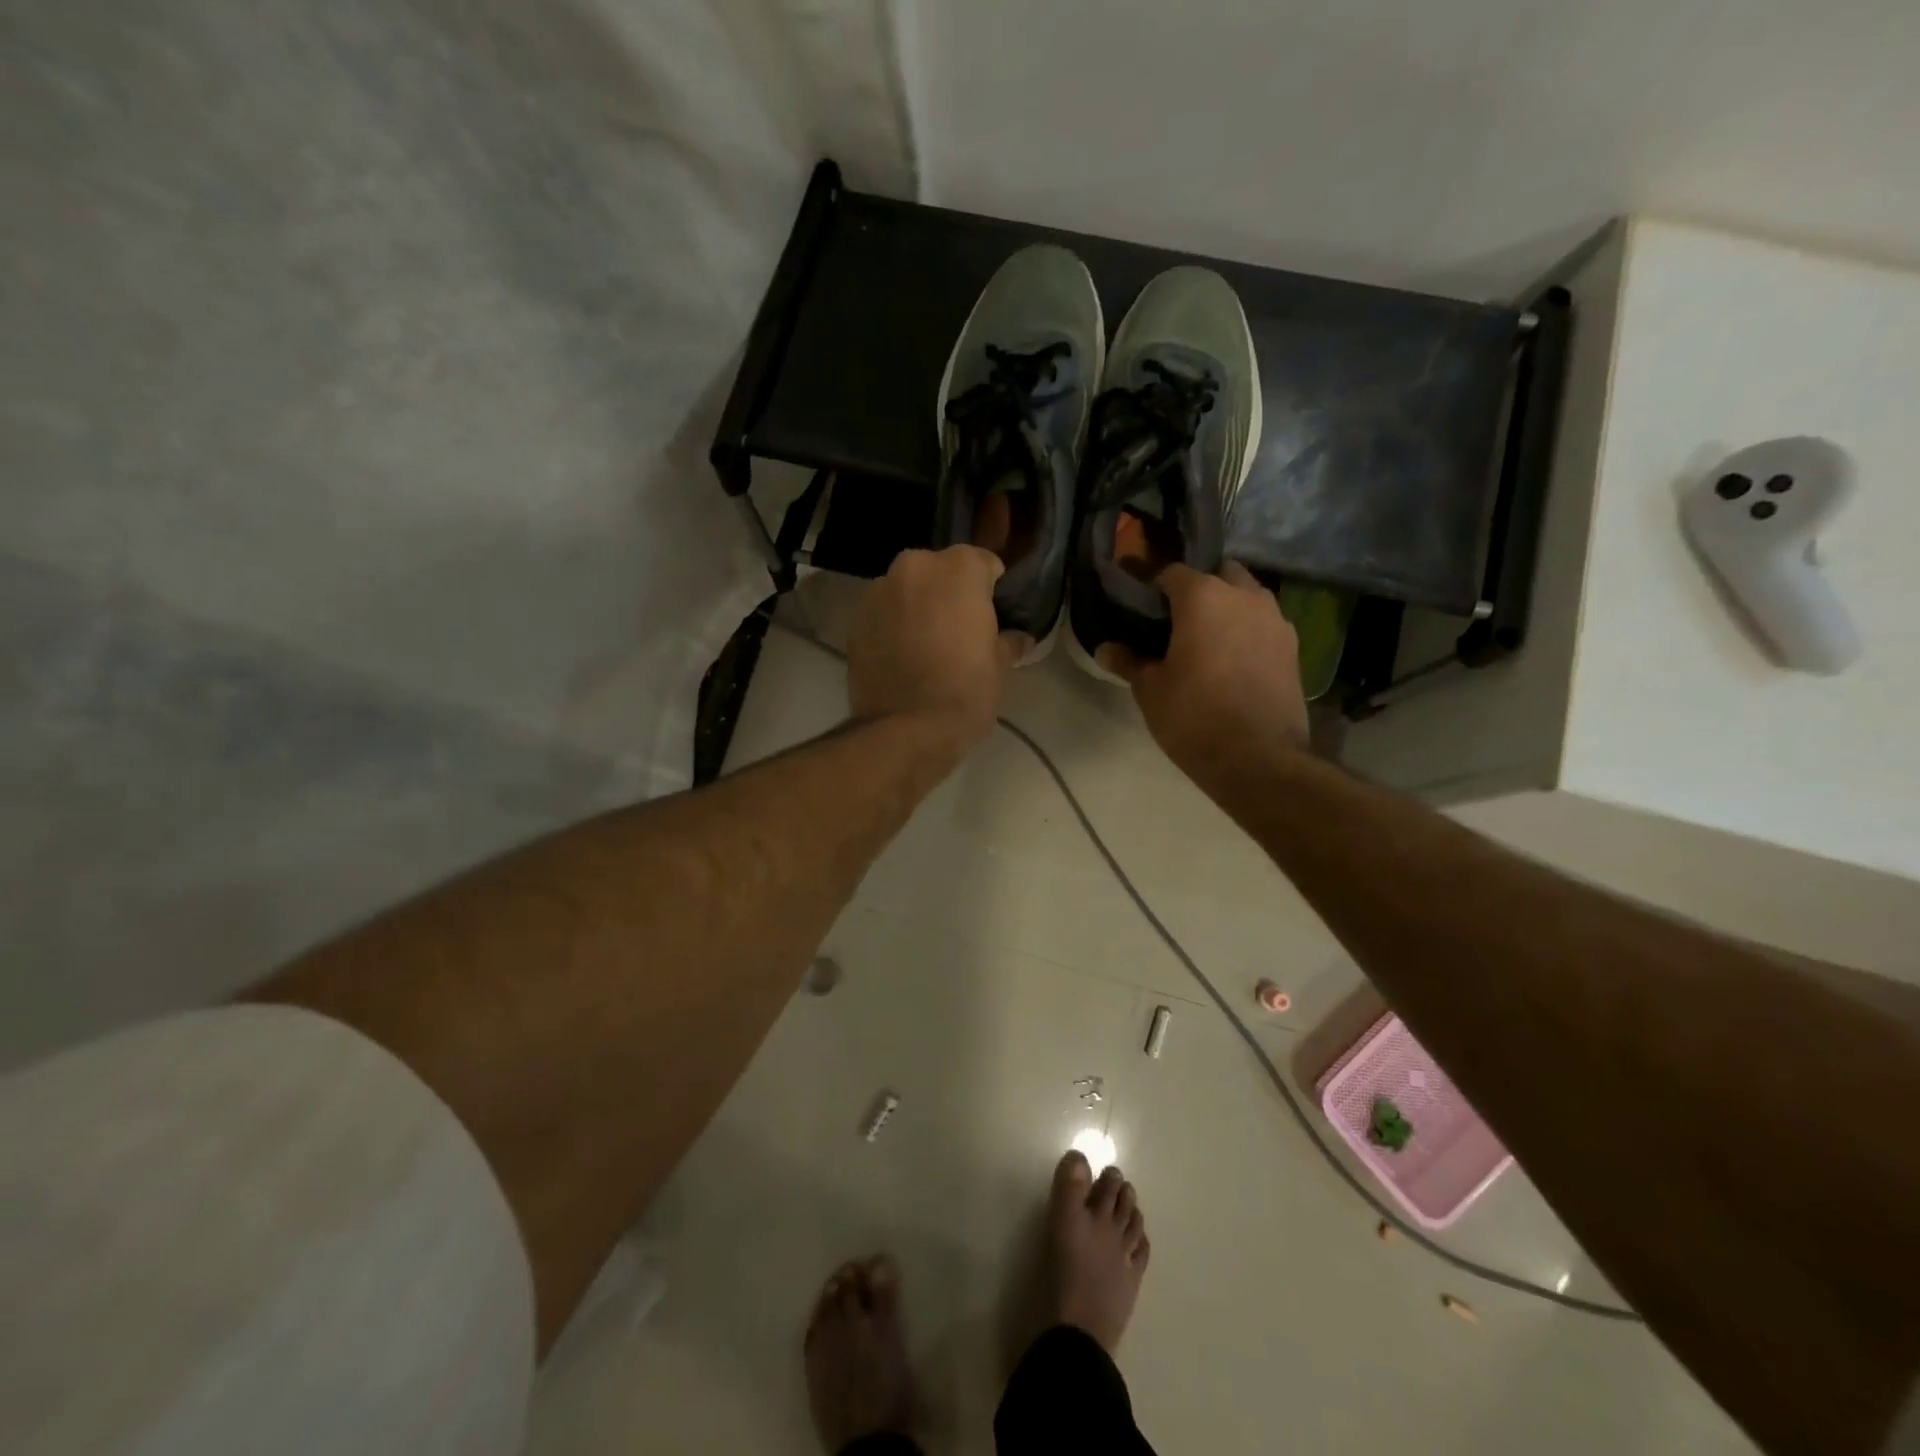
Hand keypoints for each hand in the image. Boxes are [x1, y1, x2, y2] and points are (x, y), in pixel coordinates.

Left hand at [847, 546, 1026, 750]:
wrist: (905, 729)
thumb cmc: (964, 692)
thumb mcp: (998, 667)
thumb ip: (1007, 643)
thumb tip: (1018, 639)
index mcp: (958, 569)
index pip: (983, 563)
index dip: (991, 588)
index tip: (993, 613)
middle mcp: (915, 568)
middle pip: (940, 571)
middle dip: (950, 592)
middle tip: (960, 628)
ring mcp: (878, 591)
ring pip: (907, 590)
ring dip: (918, 607)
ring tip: (928, 644)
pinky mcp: (855, 620)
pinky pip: (884, 614)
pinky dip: (893, 625)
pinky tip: (903, 656)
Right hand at [1097, 561, 1309, 791]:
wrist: (1259, 758)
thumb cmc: (1193, 716)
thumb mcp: (1150, 690)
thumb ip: (1129, 661)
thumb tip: (1105, 649)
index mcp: (1203, 597)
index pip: (1171, 572)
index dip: (1150, 580)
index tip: (1136, 592)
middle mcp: (1244, 596)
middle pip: (1217, 575)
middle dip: (1198, 587)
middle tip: (1175, 617)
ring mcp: (1275, 620)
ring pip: (1247, 596)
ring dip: (1227, 606)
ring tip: (1206, 636)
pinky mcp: (1293, 647)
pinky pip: (1263, 624)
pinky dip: (1247, 630)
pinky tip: (1232, 657)